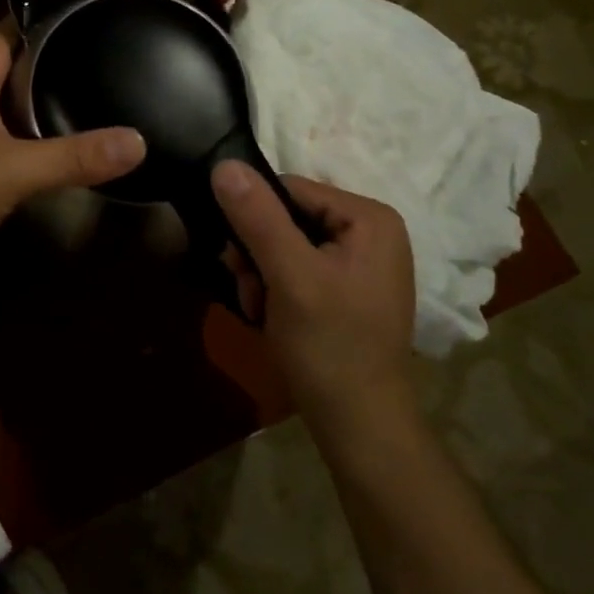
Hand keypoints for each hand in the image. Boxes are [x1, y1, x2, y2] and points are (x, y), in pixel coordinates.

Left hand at [0, 28, 145, 291]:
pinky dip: (17, 136)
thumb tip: (137, 140)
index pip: (1, 36)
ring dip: (28, 102)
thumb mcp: (12, 172)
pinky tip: (41, 149)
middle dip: (40, 62)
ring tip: (75, 97)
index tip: (73, 13)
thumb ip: (71, 157)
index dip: (33, 20)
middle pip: (0, 70)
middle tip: (88, 58)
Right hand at [212, 162, 417, 430]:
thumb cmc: (330, 347)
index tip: (239, 262)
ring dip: (260, 273)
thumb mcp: (289, 276)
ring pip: (285, 242)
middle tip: (250, 291)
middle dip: (257, 253)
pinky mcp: (347, 288)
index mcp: (369, 218)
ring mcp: (360, 261)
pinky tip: (271, 316)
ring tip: (259, 309)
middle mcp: (370, 231)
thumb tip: (224, 164)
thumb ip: (258, 217)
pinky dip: (275, 288)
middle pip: (286, 216)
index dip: (255, 219)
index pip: (289, 189)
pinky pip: (296, 266)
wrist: (358, 428)